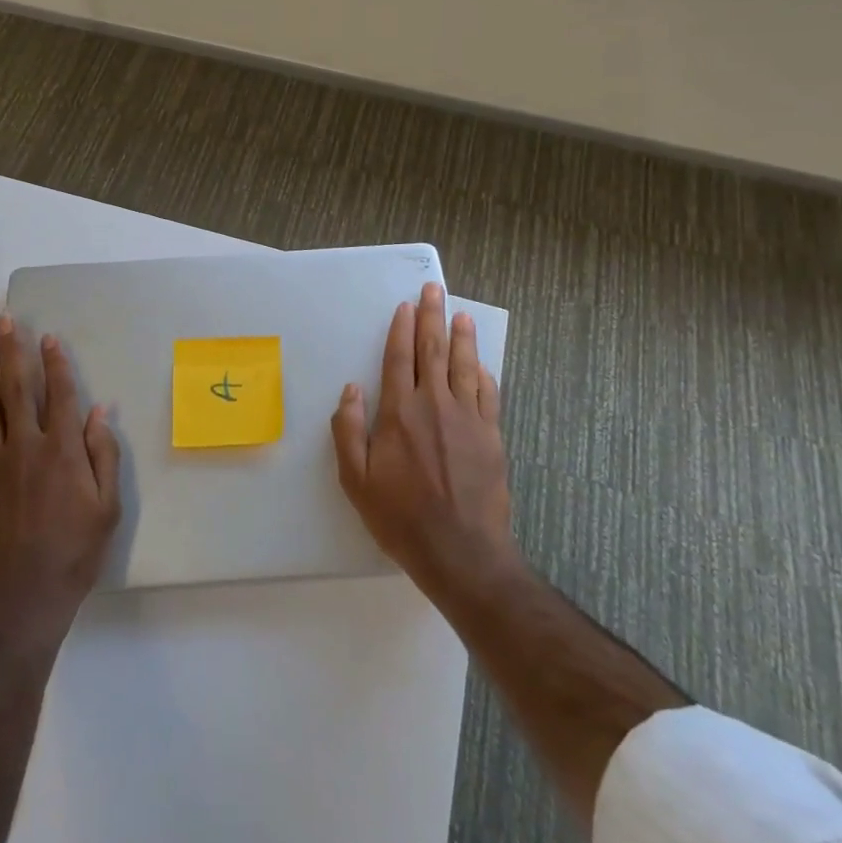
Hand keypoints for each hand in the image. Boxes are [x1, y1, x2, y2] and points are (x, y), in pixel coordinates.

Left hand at [0, 315, 121, 637]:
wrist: (22, 600)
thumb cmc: (74, 553)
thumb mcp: (107, 507)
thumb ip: (103, 455)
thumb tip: (100, 410)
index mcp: (62, 450)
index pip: (60, 394)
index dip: (55, 363)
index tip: (49, 337)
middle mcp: (26, 447)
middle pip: (19, 389)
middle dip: (13, 351)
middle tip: (6, 322)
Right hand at [331, 282, 519, 602]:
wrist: (462, 552)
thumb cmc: (401, 517)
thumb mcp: (357, 480)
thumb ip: (349, 431)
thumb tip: (351, 390)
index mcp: (400, 413)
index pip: (400, 358)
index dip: (402, 329)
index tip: (405, 306)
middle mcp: (435, 405)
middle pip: (434, 351)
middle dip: (433, 317)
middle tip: (435, 290)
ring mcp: (468, 419)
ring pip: (465, 366)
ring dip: (462, 337)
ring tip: (462, 314)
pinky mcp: (491, 436)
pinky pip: (488, 396)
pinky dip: (484, 375)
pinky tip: (483, 365)